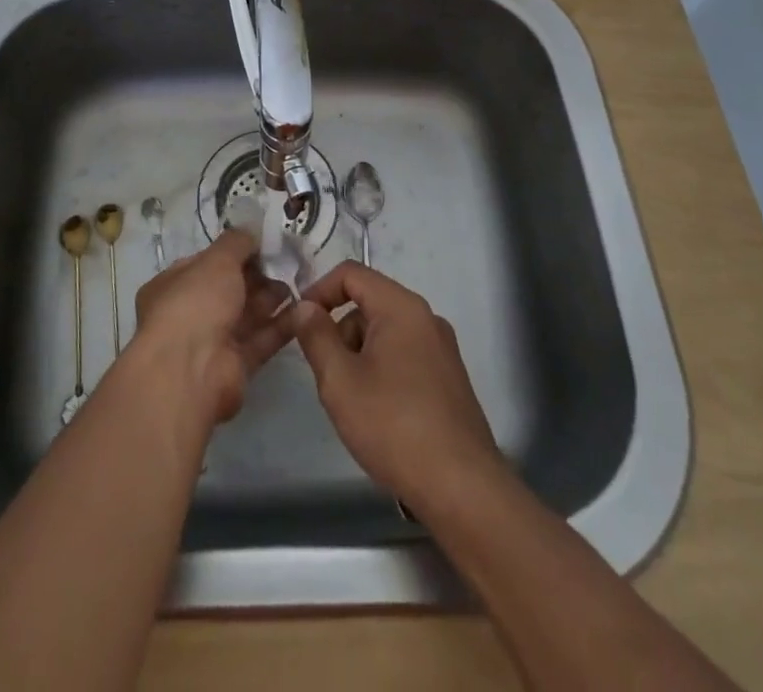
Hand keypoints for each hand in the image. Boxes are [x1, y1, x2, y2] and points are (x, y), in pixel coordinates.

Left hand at [131, 229, 291, 427]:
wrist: (191, 371)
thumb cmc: (195, 303)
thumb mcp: (216, 260)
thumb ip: (236, 242)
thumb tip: (251, 229)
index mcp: (173, 285)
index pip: (206, 263)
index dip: (234, 252)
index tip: (264, 243)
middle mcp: (190, 313)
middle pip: (229, 289)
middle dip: (258, 275)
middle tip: (288, 261)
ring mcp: (212, 342)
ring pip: (247, 315)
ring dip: (272, 298)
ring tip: (301, 281)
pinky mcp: (235, 367)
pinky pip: (261, 340)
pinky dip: (281, 325)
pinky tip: (304, 310)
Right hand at [288, 262, 503, 509]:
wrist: (462, 489)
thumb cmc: (393, 426)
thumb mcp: (339, 380)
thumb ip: (316, 336)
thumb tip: (305, 307)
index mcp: (402, 307)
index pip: (351, 274)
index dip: (319, 290)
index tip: (300, 324)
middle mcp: (426, 318)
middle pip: (369, 304)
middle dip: (340, 332)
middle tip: (327, 375)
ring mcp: (442, 350)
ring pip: (385, 334)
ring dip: (359, 355)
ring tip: (353, 403)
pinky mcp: (449, 379)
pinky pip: (404, 356)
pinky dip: (382, 371)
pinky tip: (379, 415)